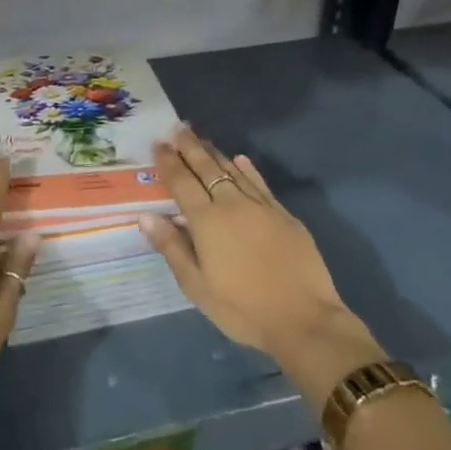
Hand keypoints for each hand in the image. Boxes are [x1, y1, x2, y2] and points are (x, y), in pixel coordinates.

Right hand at [139, 126, 383, 414]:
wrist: (305, 321)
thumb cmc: (242, 309)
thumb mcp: (197, 286)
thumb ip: (171, 247)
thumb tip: (145, 215)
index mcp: (206, 220)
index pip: (181, 182)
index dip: (168, 161)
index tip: (159, 143)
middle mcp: (231, 204)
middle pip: (206, 168)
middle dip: (190, 146)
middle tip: (179, 128)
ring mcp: (261, 207)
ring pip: (232, 170)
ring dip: (215, 153)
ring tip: (202, 138)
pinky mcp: (284, 215)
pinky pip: (260, 183)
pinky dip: (247, 169)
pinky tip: (240, 160)